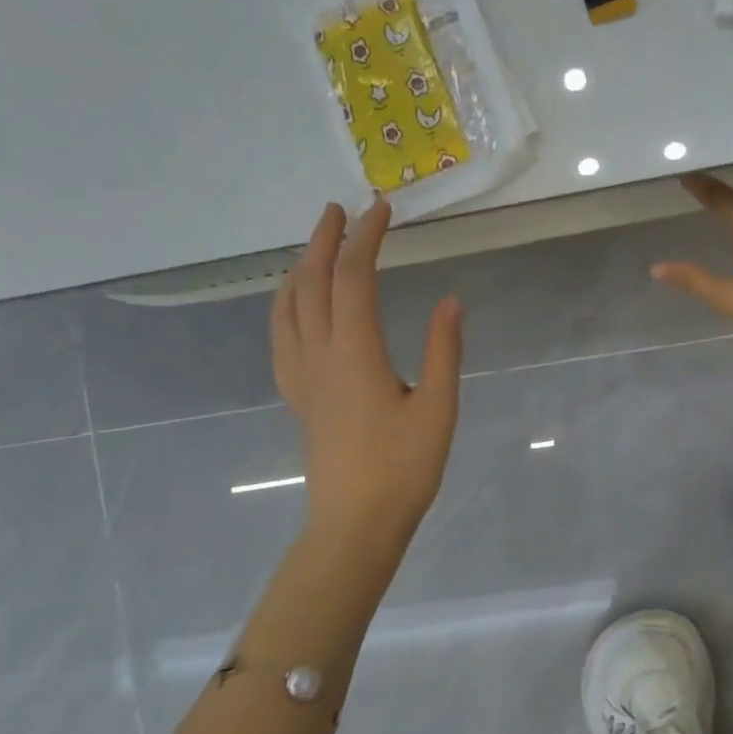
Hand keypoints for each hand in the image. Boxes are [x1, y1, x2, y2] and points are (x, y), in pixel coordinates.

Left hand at [271, 199, 461, 547]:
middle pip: (312, 283)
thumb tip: (451, 300)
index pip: (354, 278)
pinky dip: (285, 306)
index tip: (381, 209)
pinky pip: (281, 337)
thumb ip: (444, 350)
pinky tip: (296, 308)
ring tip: (315, 248)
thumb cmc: (403, 468)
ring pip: (287, 308)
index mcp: (355, 353)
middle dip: (324, 241)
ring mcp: (302, 378)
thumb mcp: (438, 408)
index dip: (366, 238)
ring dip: (300, 269)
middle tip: (339, 210)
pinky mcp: (299, 397)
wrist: (355, 524)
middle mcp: (319, 356)